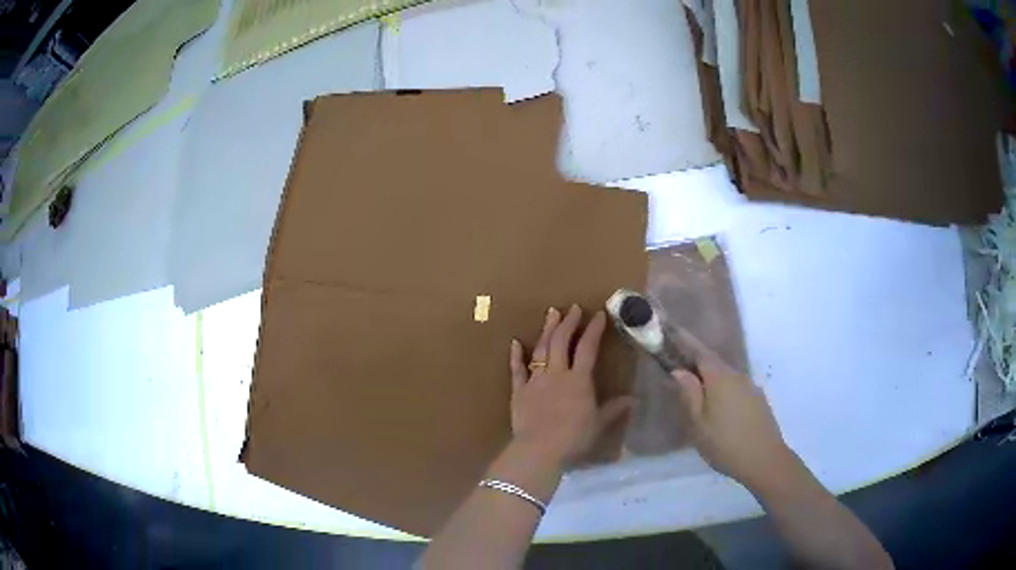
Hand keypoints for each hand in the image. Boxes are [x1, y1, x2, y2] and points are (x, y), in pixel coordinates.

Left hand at [509, 305, 634, 467]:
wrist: (539, 450)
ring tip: (551, 313)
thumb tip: (633, 400)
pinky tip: (515, 342)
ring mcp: (535, 381)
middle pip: (561, 342)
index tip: (599, 314)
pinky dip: (516, 356)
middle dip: (568, 322)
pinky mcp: (518, 392)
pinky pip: (517, 370)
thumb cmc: (574, 438)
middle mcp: (557, 374)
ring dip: (547, 330)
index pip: (588, 348)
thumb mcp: (598, 424)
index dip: (594, 330)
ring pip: (541, 350)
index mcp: (579, 380)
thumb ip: (614, 410)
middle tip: (573, 308)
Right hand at [670, 328, 798, 492]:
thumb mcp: (698, 423)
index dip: (685, 342)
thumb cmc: (725, 443)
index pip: (700, 351)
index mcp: (720, 378)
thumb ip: (689, 394)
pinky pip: (736, 389)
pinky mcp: (758, 401)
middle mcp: (738, 376)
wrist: (765, 460)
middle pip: (714, 364)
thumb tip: (679, 371)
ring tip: (698, 397)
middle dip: (697, 364)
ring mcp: (751, 388)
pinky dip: (724, 393)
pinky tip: (720, 412)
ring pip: (726, 378)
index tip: (671, 334)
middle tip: (679, 373)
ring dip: (711, 381)